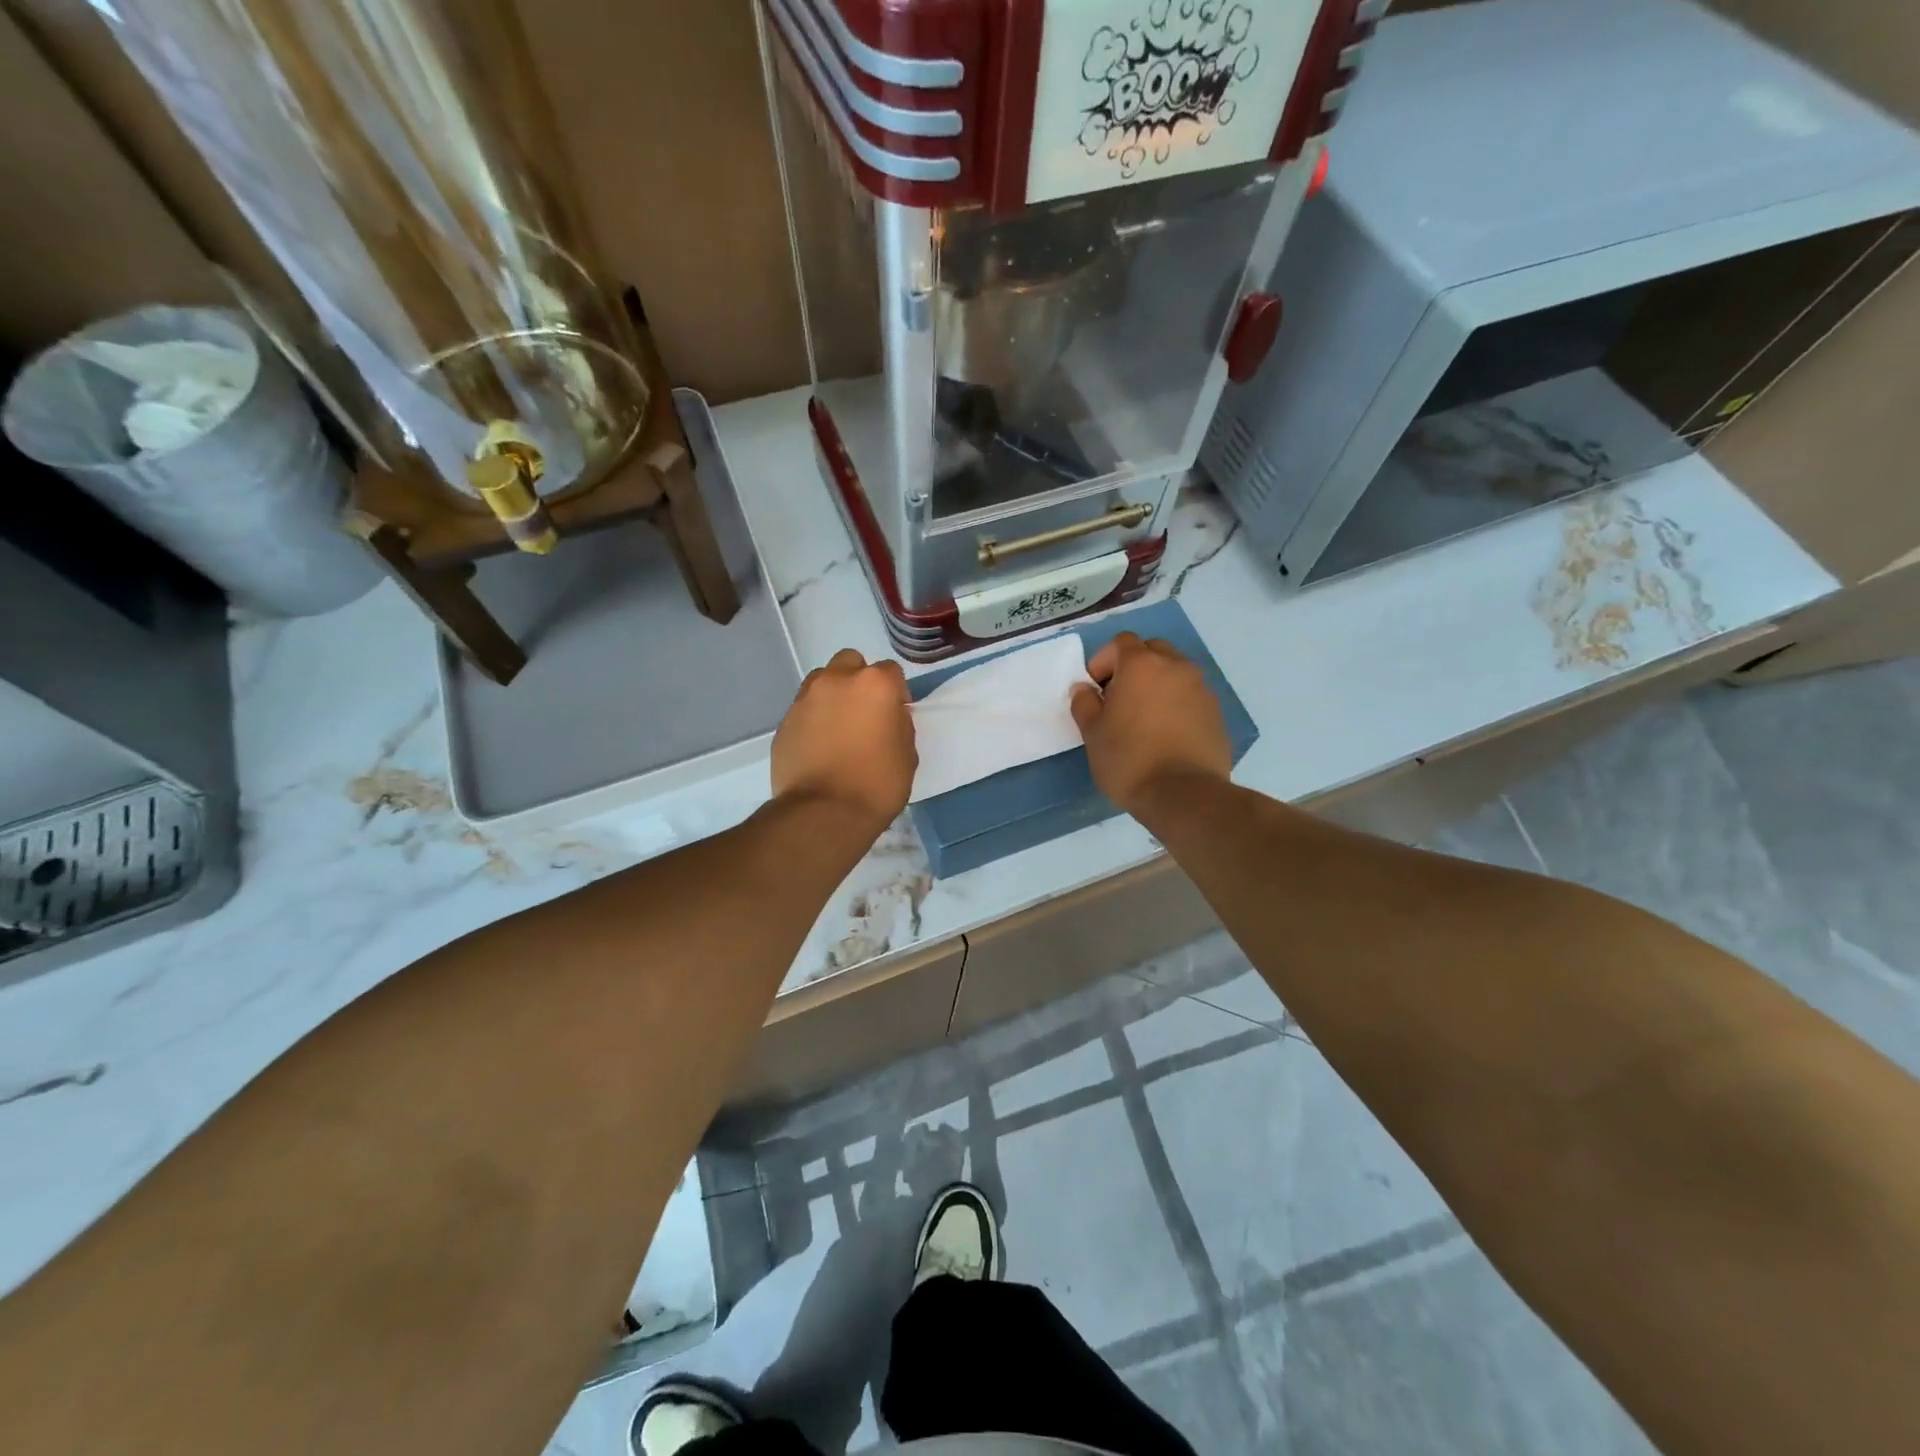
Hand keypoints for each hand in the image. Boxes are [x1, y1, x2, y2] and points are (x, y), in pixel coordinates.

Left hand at [772, 648, 916, 830]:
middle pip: (850, 662)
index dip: (896, 692)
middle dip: (859, 680)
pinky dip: (813, 719)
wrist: (824, 812)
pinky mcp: (784, 721)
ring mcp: (805, 699)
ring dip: (833, 694)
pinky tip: (820, 746)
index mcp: (874, 684)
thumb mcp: (907, 755)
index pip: (890, 671)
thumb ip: (899, 725)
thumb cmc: (877, 784)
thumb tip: (889, 717)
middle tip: (865, 712)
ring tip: (839, 726)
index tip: (896, 714)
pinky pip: (804, 709)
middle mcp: (836, 681)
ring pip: (822, 681)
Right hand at [1071, 632, 1231, 815]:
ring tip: (1144, 717)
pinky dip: (1177, 703)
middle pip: (1152, 650)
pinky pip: (1191, 696)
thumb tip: (1084, 689)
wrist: (1184, 794)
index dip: (1104, 660)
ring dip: (1158, 684)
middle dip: (1134, 667)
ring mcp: (1201, 688)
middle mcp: (1176, 667)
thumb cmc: (1129, 759)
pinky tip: (1166, 733)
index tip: (1096, 689)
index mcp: (1141, 665)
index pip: (1121, 642)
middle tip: (1120, 698)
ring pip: (1175, 672)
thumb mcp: (1092, 733)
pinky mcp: (1216, 712)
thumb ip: (1084, 704)